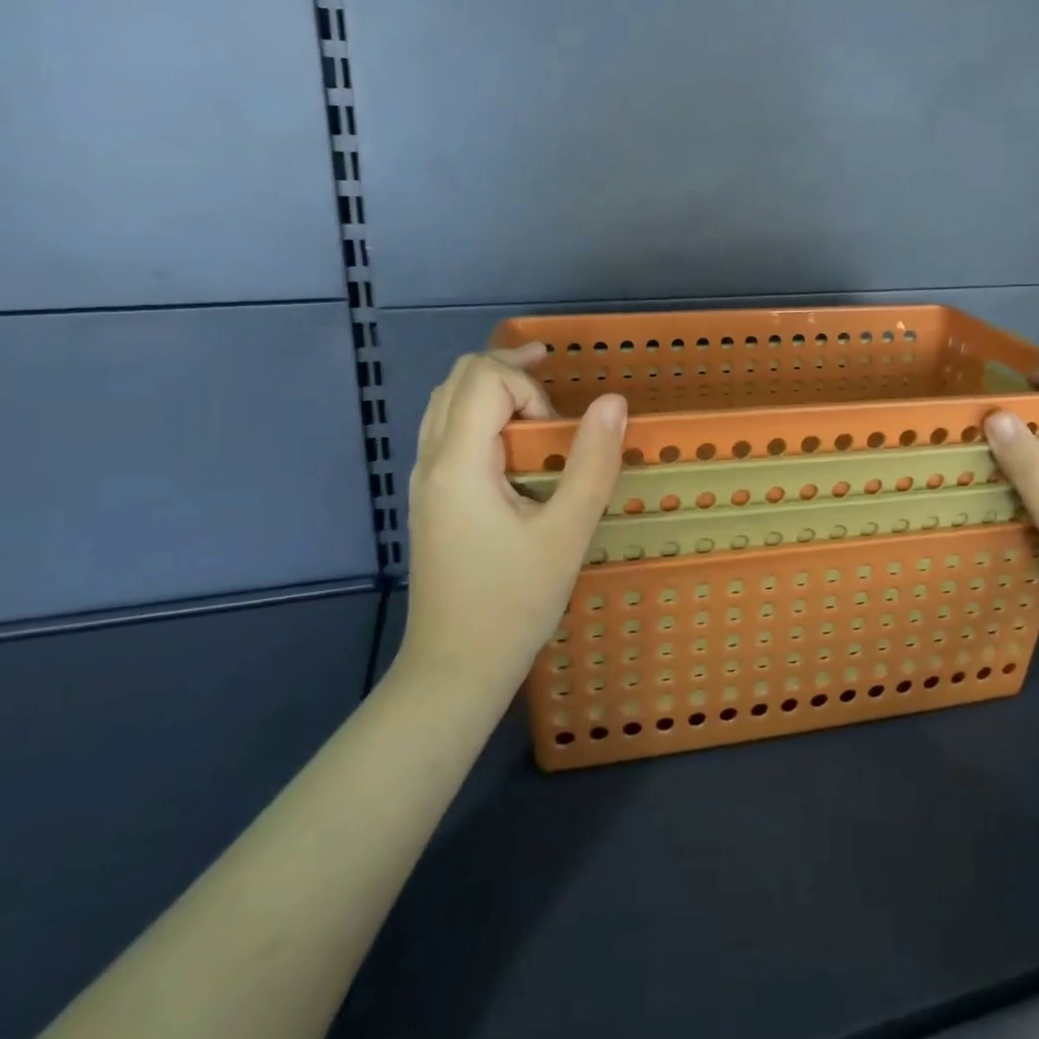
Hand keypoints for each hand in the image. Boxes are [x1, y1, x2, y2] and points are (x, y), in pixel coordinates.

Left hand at [401, 345, 627, 695]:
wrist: (454, 668)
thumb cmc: (513, 603)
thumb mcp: (567, 533)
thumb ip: (592, 463)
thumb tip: (613, 402)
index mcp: (459, 463)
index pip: (484, 378)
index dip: (528, 386)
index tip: (557, 431)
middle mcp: (431, 460)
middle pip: (458, 378)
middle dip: (508, 370)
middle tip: (554, 382)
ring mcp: (425, 480)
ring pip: (446, 402)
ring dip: (492, 389)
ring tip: (538, 401)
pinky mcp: (431, 499)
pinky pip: (447, 430)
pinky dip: (481, 414)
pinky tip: (513, 442)